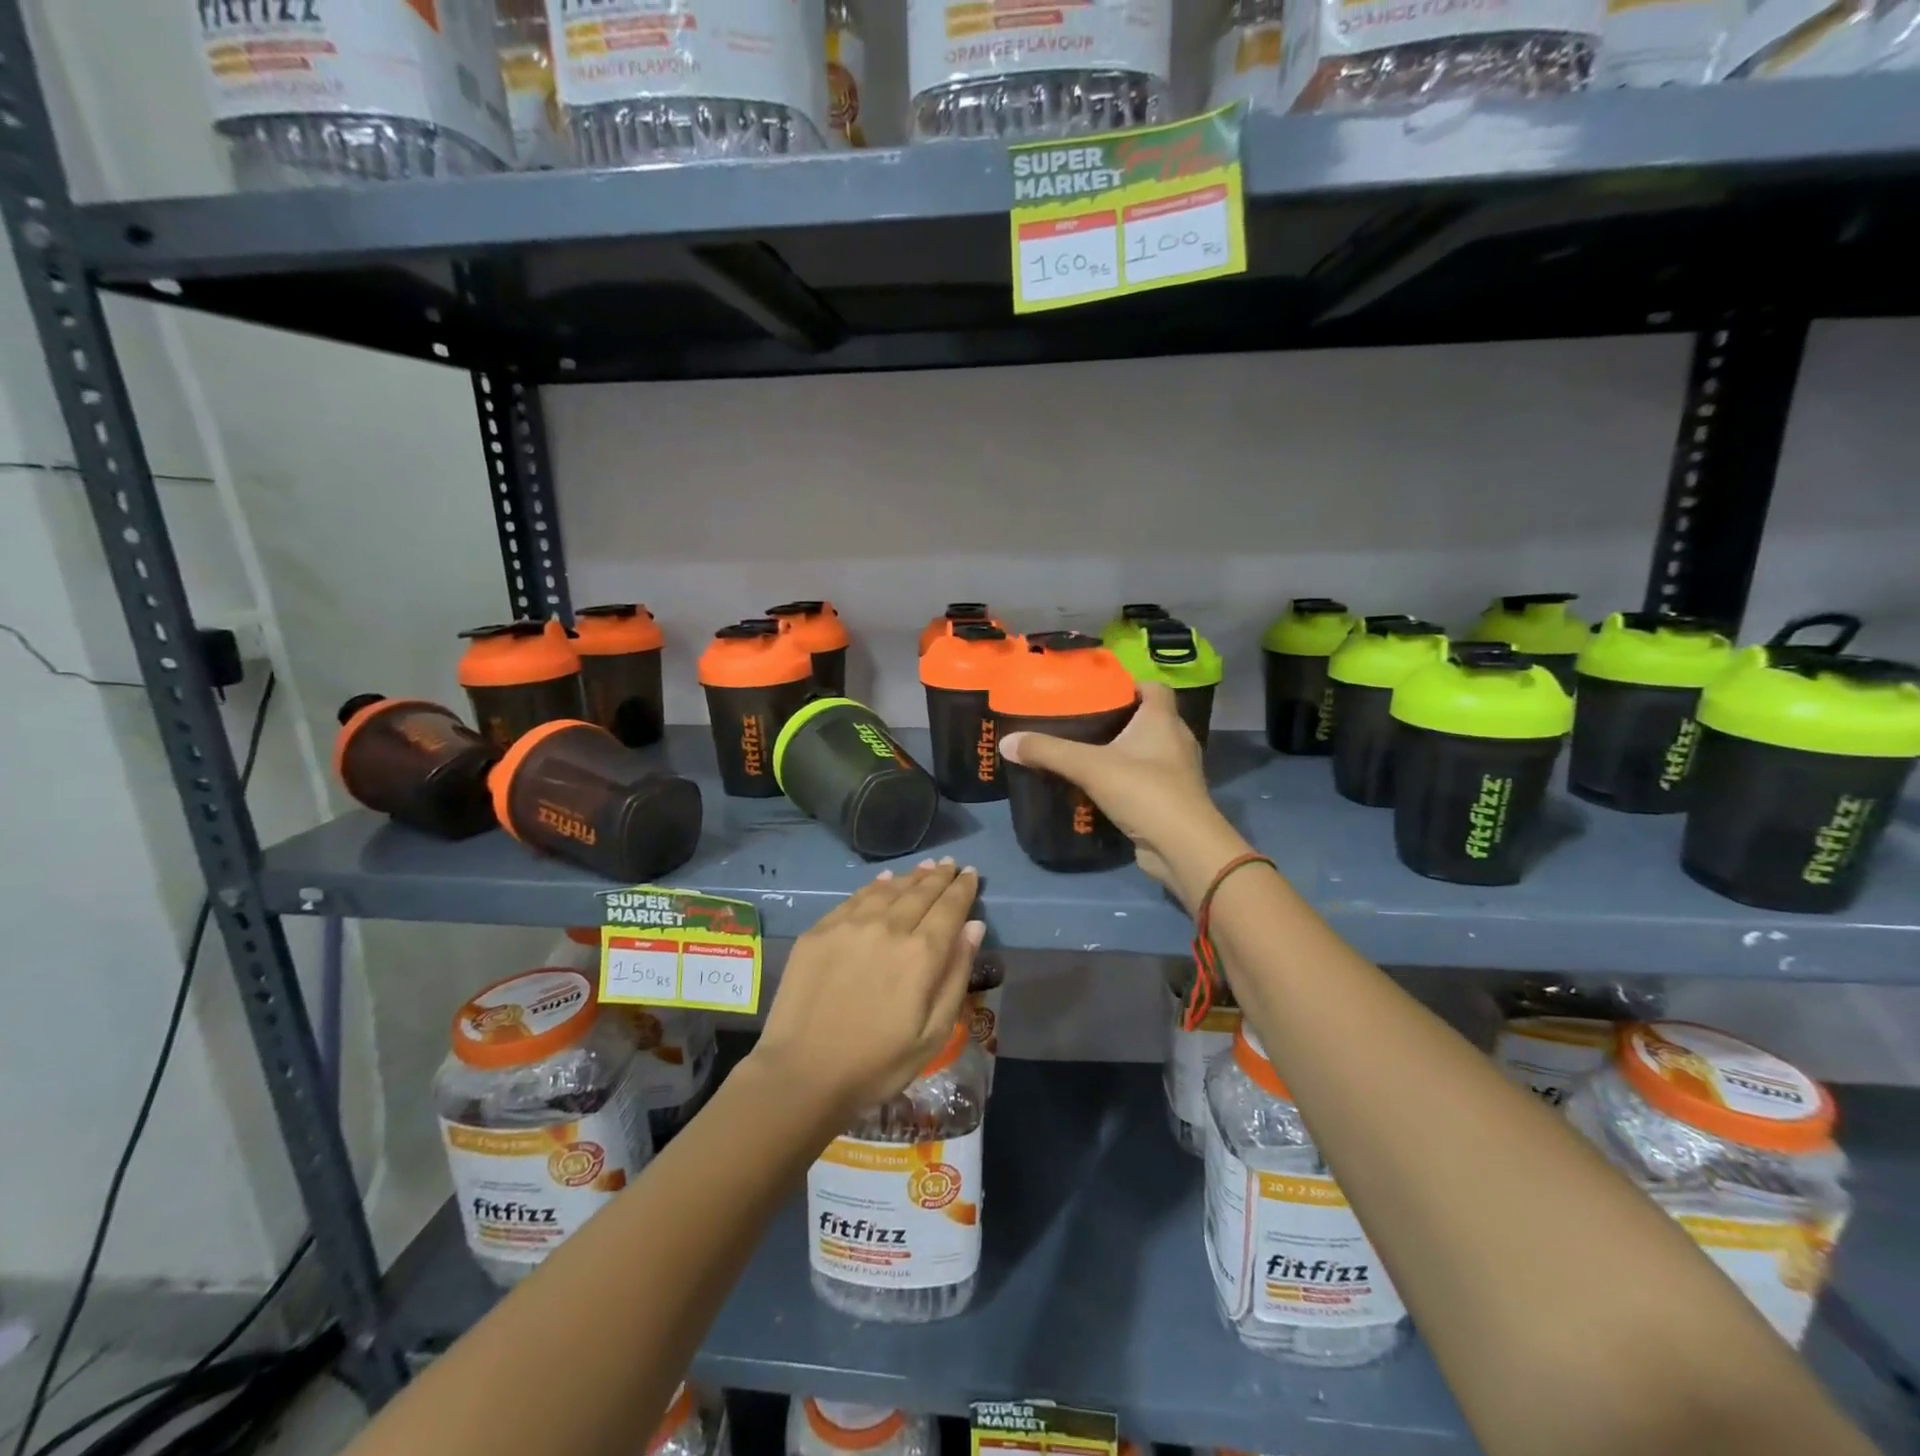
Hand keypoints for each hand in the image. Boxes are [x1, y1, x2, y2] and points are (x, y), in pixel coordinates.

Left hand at [752, 860, 982, 1123]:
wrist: (802, 1073)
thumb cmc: (877, 1064)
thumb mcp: (933, 1033)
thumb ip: (956, 975)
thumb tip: (974, 927)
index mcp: (921, 954)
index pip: (950, 908)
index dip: (963, 888)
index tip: (970, 873)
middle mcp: (888, 928)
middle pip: (920, 893)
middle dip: (939, 877)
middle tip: (951, 864)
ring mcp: (850, 926)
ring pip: (889, 890)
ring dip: (911, 877)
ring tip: (925, 867)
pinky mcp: (820, 931)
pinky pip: (855, 899)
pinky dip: (876, 886)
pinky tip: (884, 881)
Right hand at [1000, 683, 1251, 910]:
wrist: (1182, 847)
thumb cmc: (1144, 791)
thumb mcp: (1090, 766)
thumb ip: (1048, 752)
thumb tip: (1007, 742)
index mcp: (1163, 720)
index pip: (1153, 687)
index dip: (1128, 684)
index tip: (1097, 691)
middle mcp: (1175, 740)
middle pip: (1147, 719)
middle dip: (1117, 719)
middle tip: (1079, 722)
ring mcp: (1176, 773)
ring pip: (1145, 751)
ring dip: (1120, 752)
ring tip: (1084, 753)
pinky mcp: (1169, 800)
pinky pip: (1144, 780)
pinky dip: (1124, 780)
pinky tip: (1097, 787)